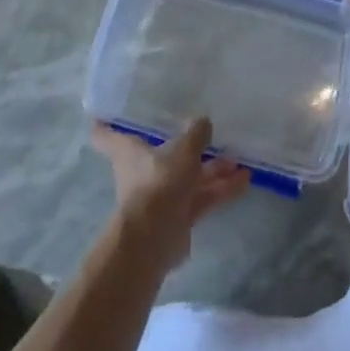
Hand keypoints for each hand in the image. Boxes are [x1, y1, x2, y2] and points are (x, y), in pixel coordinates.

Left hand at [90, 118, 250, 267]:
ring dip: (211, 169)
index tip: (104, 113)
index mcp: (129, 152)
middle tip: (207, 134)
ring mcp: (161, 196)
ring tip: (238, 159)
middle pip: (161, 155)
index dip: (106, 123)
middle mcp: (142, 172)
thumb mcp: (182, 150)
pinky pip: (201, 198)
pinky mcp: (178, 217)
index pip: (107, 135)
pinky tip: (245, 181)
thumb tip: (202, 121)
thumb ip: (195, 134)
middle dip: (186, 147)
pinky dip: (220, 190)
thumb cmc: (159, 182)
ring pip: (187, 177)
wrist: (156, 237)